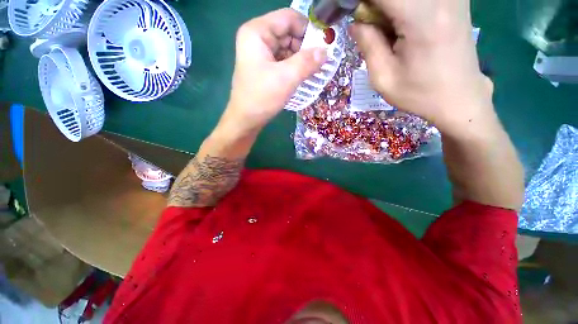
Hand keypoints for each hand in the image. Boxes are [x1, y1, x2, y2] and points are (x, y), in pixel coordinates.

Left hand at [221, 9, 326, 136]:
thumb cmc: (262, 97)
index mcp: (257, 32)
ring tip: (315, 71)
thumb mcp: (286, 78)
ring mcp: (260, 54)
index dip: (308, 29)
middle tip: (322, 61)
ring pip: (287, 49)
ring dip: (302, 59)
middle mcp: (257, 38)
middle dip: (306, 47)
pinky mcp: (264, 68)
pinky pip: (283, 61)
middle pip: (288, 33)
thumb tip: (326, 51)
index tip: (324, 45)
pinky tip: (304, 76)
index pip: (289, 18)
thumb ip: (307, 62)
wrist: (246, 120)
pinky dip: (295, 67)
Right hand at [350, 0, 493, 135]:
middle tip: (368, 27)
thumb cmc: (419, 93)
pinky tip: (400, 25)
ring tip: (384, 30)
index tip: (349, 13)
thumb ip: (367, 44)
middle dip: (373, 6)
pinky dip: (401, 9)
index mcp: (421, 16)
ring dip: (387, 9)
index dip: (361, 2)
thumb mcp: (383, 77)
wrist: (459, 97)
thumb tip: (356, 21)